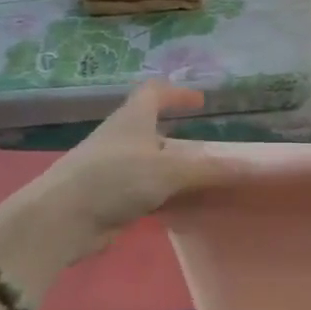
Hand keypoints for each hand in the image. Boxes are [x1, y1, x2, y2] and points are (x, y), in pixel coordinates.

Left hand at [0, 81, 229, 270]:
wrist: (60, 218)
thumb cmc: (115, 178)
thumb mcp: (169, 171)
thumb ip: (209, 169)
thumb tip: (250, 166)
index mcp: (133, 117)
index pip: (154, 91)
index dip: (177, 93)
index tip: (199, 101)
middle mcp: (119, 136)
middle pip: (148, 126)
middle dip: (173, 133)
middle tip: (202, 144)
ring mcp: (108, 167)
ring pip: (144, 160)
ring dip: (166, 166)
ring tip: (195, 178)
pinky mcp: (103, 196)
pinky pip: (137, 188)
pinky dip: (157, 192)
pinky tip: (174, 206)